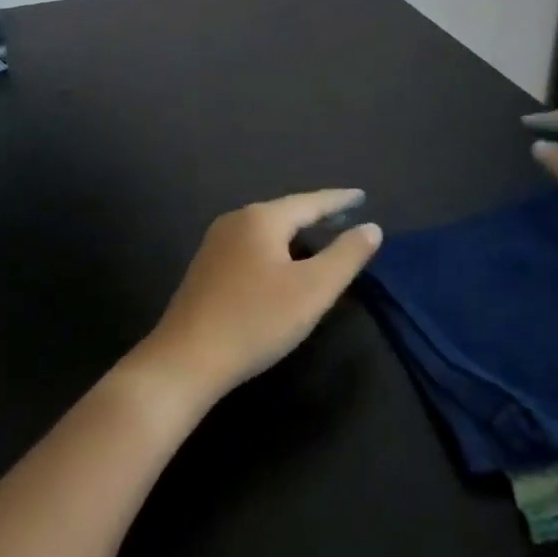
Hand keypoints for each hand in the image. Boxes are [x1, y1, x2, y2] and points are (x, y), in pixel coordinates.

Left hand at [130, 190, 383, 406]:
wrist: (186, 360)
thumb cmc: (256, 320)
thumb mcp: (313, 290)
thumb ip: (346, 256)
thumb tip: (371, 228)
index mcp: (261, 219)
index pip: (310, 202)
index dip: (339, 200)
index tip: (362, 196)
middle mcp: (235, 221)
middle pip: (285, 213)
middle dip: (315, 215)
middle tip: (344, 217)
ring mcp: (215, 244)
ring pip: (266, 231)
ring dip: (294, 235)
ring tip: (318, 241)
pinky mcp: (205, 269)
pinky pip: (250, 248)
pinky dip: (274, 251)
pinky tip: (280, 268)